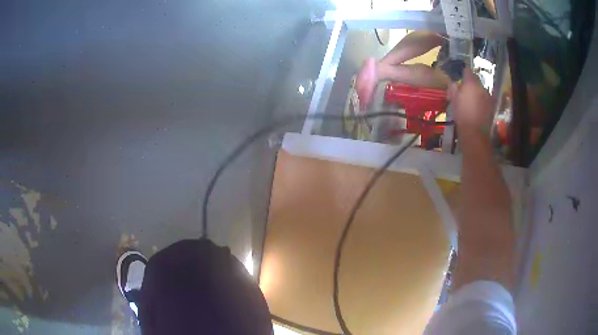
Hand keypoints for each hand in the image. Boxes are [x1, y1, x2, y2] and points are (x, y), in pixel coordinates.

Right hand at [448, 69, 494, 133]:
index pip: (467, 70)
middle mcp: (481, 87)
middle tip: (465, 91)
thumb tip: (454, 82)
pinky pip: (485, 98)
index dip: (463, 73)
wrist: (475, 132)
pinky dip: (482, 100)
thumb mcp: (453, 100)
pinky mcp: (492, 105)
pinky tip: (477, 108)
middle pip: (476, 80)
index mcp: (471, 83)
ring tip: (471, 101)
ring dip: (477, 92)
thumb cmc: (462, 114)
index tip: (459, 77)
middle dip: (471, 83)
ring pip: (481, 90)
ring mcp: (488, 96)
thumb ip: (453, 88)